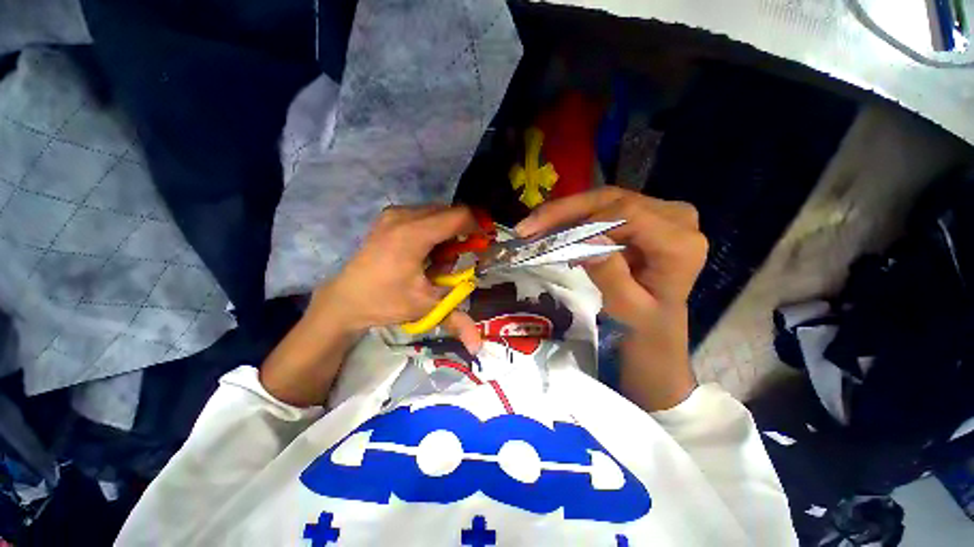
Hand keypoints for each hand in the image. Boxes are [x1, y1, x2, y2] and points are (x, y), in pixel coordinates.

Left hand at [314, 204, 483, 350]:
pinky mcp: (388, 216)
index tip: (483, 244)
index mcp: (413, 234)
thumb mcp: (424, 308)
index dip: (478, 226)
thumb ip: (457, 320)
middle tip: (455, 262)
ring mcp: (393, 213)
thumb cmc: (384, 301)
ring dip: (446, 235)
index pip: (459, 216)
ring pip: (437, 214)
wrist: (344, 299)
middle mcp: (404, 216)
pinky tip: (423, 254)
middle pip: (449, 213)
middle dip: (460, 235)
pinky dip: (432, 232)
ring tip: (436, 262)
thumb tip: (479, 346)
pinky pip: (423, 216)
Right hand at [515, 187, 707, 409]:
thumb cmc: (644, 321)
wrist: (657, 319)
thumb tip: (589, 237)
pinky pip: (603, 206)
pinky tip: (550, 224)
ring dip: (565, 212)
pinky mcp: (644, 212)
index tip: (549, 236)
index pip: (629, 214)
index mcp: (681, 243)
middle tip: (528, 226)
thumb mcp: (626, 307)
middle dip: (565, 211)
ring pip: (604, 199)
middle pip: (613, 200)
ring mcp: (660, 210)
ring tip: (532, 226)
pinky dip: (574, 216)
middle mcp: (676, 217)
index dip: (586, 221)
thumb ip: (611, 275)